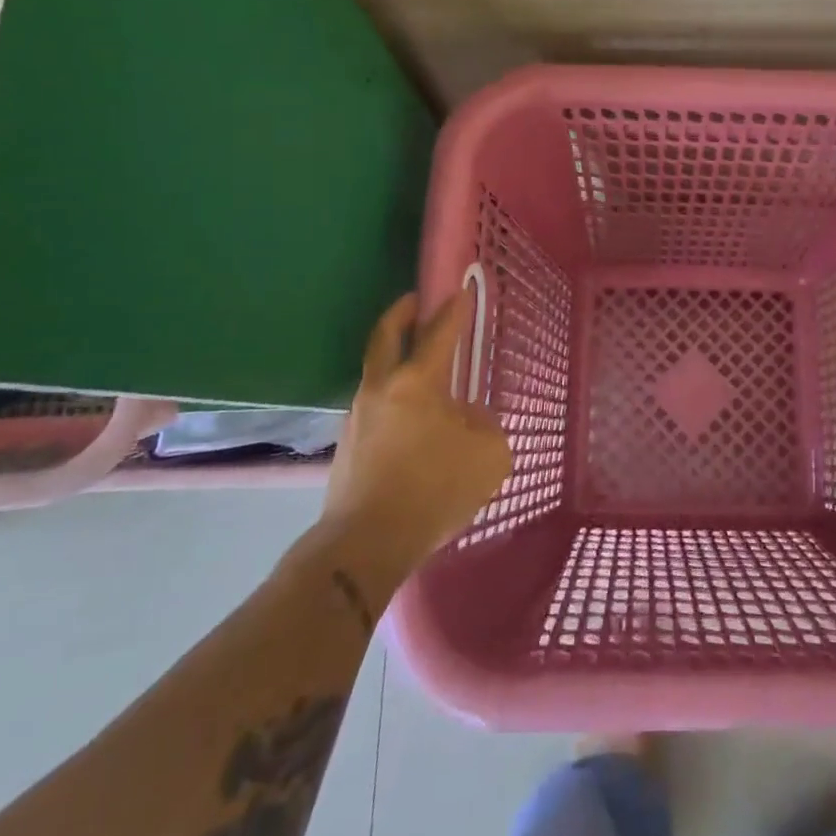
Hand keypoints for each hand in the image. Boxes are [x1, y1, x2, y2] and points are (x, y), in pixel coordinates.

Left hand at [321, 292, 513, 571]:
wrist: (366, 544)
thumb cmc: (434, 490)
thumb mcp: (488, 455)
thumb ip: (485, 425)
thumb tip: (468, 418)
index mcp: (416, 383)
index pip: (438, 334)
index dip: (453, 310)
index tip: (460, 291)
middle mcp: (381, 390)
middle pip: (385, 338)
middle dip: (400, 314)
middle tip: (412, 301)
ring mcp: (358, 418)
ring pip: (376, 375)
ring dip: (395, 360)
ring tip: (420, 370)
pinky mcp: (347, 448)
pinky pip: (375, 409)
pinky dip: (392, 399)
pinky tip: (411, 421)